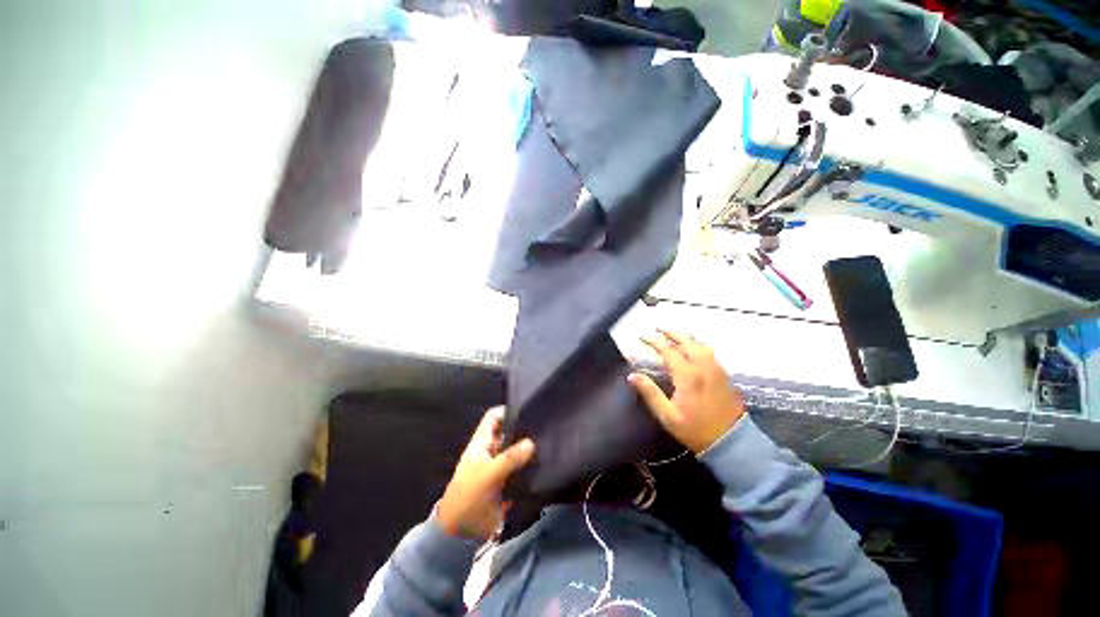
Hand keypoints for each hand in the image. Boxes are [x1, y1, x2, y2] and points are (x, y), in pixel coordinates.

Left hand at [437, 407, 535, 539]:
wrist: (461, 532)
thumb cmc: (469, 496)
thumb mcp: (489, 474)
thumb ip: (510, 458)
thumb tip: (532, 442)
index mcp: (482, 442)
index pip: (493, 417)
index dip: (507, 410)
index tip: (527, 409)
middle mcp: (491, 450)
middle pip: (508, 432)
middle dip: (523, 429)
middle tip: (544, 426)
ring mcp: (499, 465)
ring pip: (516, 449)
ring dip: (528, 448)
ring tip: (549, 443)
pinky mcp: (507, 481)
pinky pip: (520, 467)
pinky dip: (530, 465)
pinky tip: (545, 464)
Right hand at [628, 330, 745, 453]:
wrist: (732, 442)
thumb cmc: (695, 429)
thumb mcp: (667, 415)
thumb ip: (650, 393)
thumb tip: (632, 375)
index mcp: (687, 375)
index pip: (667, 350)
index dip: (653, 341)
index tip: (642, 337)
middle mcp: (703, 367)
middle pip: (686, 341)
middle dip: (670, 333)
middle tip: (658, 330)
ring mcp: (716, 369)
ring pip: (700, 344)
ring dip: (685, 338)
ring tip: (674, 337)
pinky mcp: (724, 374)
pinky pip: (709, 352)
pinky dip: (697, 345)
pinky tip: (693, 349)